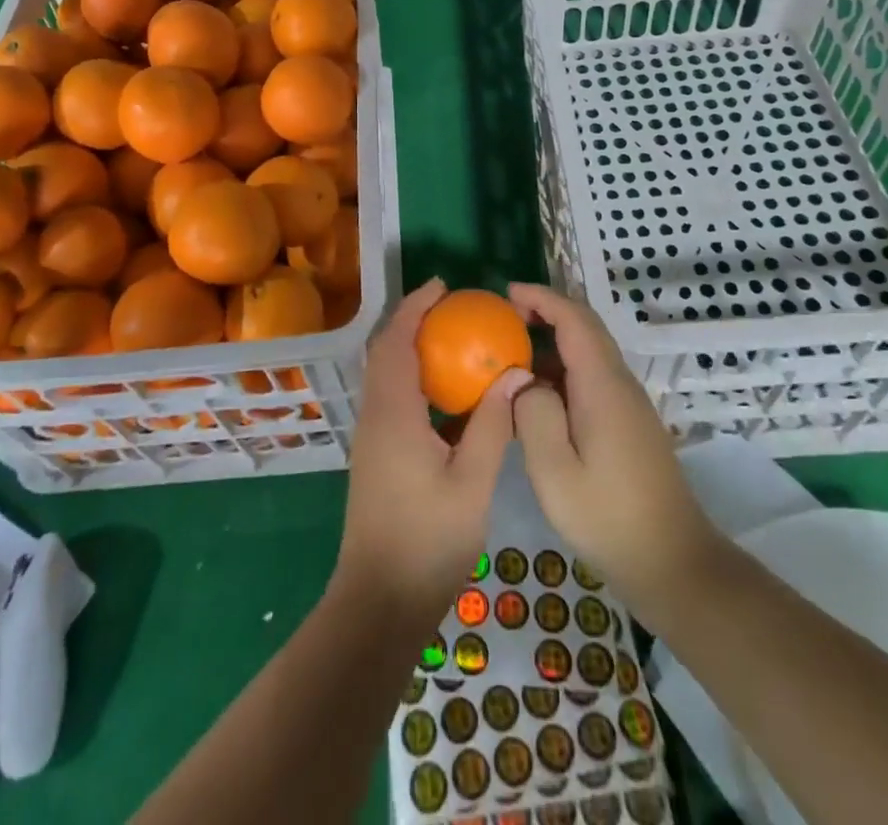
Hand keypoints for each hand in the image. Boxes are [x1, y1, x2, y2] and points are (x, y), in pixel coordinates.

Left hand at [332, 279, 531, 627]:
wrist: (380, 602)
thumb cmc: (428, 541)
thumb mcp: (472, 482)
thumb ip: (492, 424)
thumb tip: (515, 374)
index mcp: (393, 413)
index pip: (396, 341)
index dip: (415, 307)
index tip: (442, 286)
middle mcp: (375, 416)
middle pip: (385, 352)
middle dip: (412, 320)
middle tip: (451, 307)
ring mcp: (372, 437)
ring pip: (385, 375)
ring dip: (411, 348)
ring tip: (452, 340)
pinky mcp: (376, 456)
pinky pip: (391, 398)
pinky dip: (414, 379)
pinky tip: (447, 395)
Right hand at [509, 283, 718, 617]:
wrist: (672, 561)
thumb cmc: (608, 517)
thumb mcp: (554, 471)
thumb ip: (532, 413)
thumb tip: (523, 379)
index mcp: (602, 385)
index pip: (574, 318)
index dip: (541, 298)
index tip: (505, 294)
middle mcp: (619, 382)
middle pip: (584, 327)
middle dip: (545, 312)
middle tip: (501, 320)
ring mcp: (627, 402)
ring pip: (588, 352)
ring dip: (552, 341)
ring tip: (510, 355)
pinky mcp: (628, 421)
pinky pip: (591, 376)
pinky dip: (562, 368)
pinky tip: (537, 395)